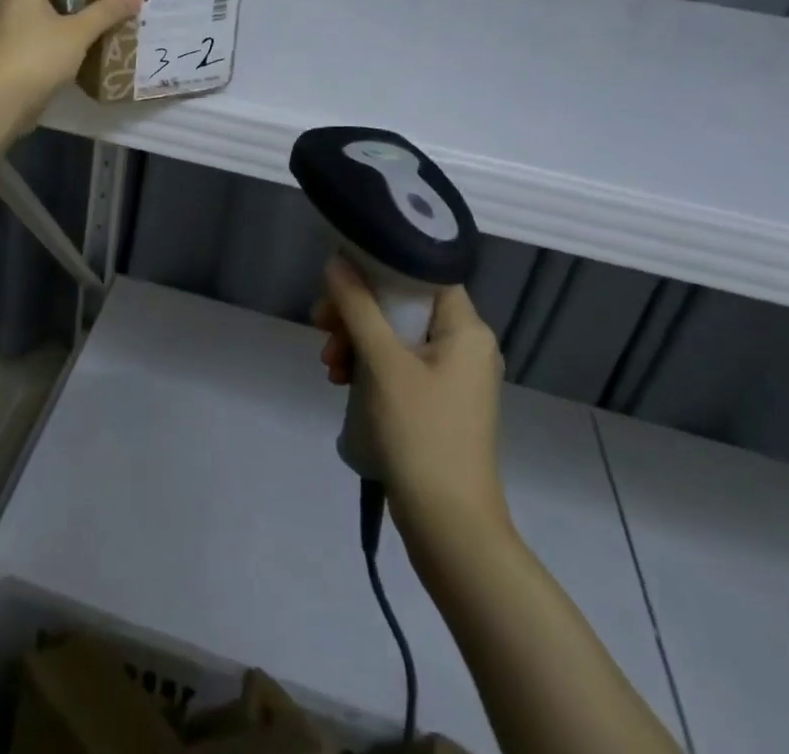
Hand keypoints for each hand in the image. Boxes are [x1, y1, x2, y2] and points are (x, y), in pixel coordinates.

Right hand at [315, 257, 510, 540]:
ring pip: (395, 336)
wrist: (449, 527)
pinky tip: (341, 382)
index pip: (424, 273)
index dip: (381, 266)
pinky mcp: (437, 402)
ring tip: (329, 365)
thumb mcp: (383, 363)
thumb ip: (358, 307)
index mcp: (467, 329)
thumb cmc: (421, 434)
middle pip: (403, 305)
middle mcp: (466, 346)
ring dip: (356, 341)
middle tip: (321, 324)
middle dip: (357, 312)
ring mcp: (452, 376)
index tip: (341, 275)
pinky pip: (398, 364)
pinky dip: (368, 366)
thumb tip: (336, 262)